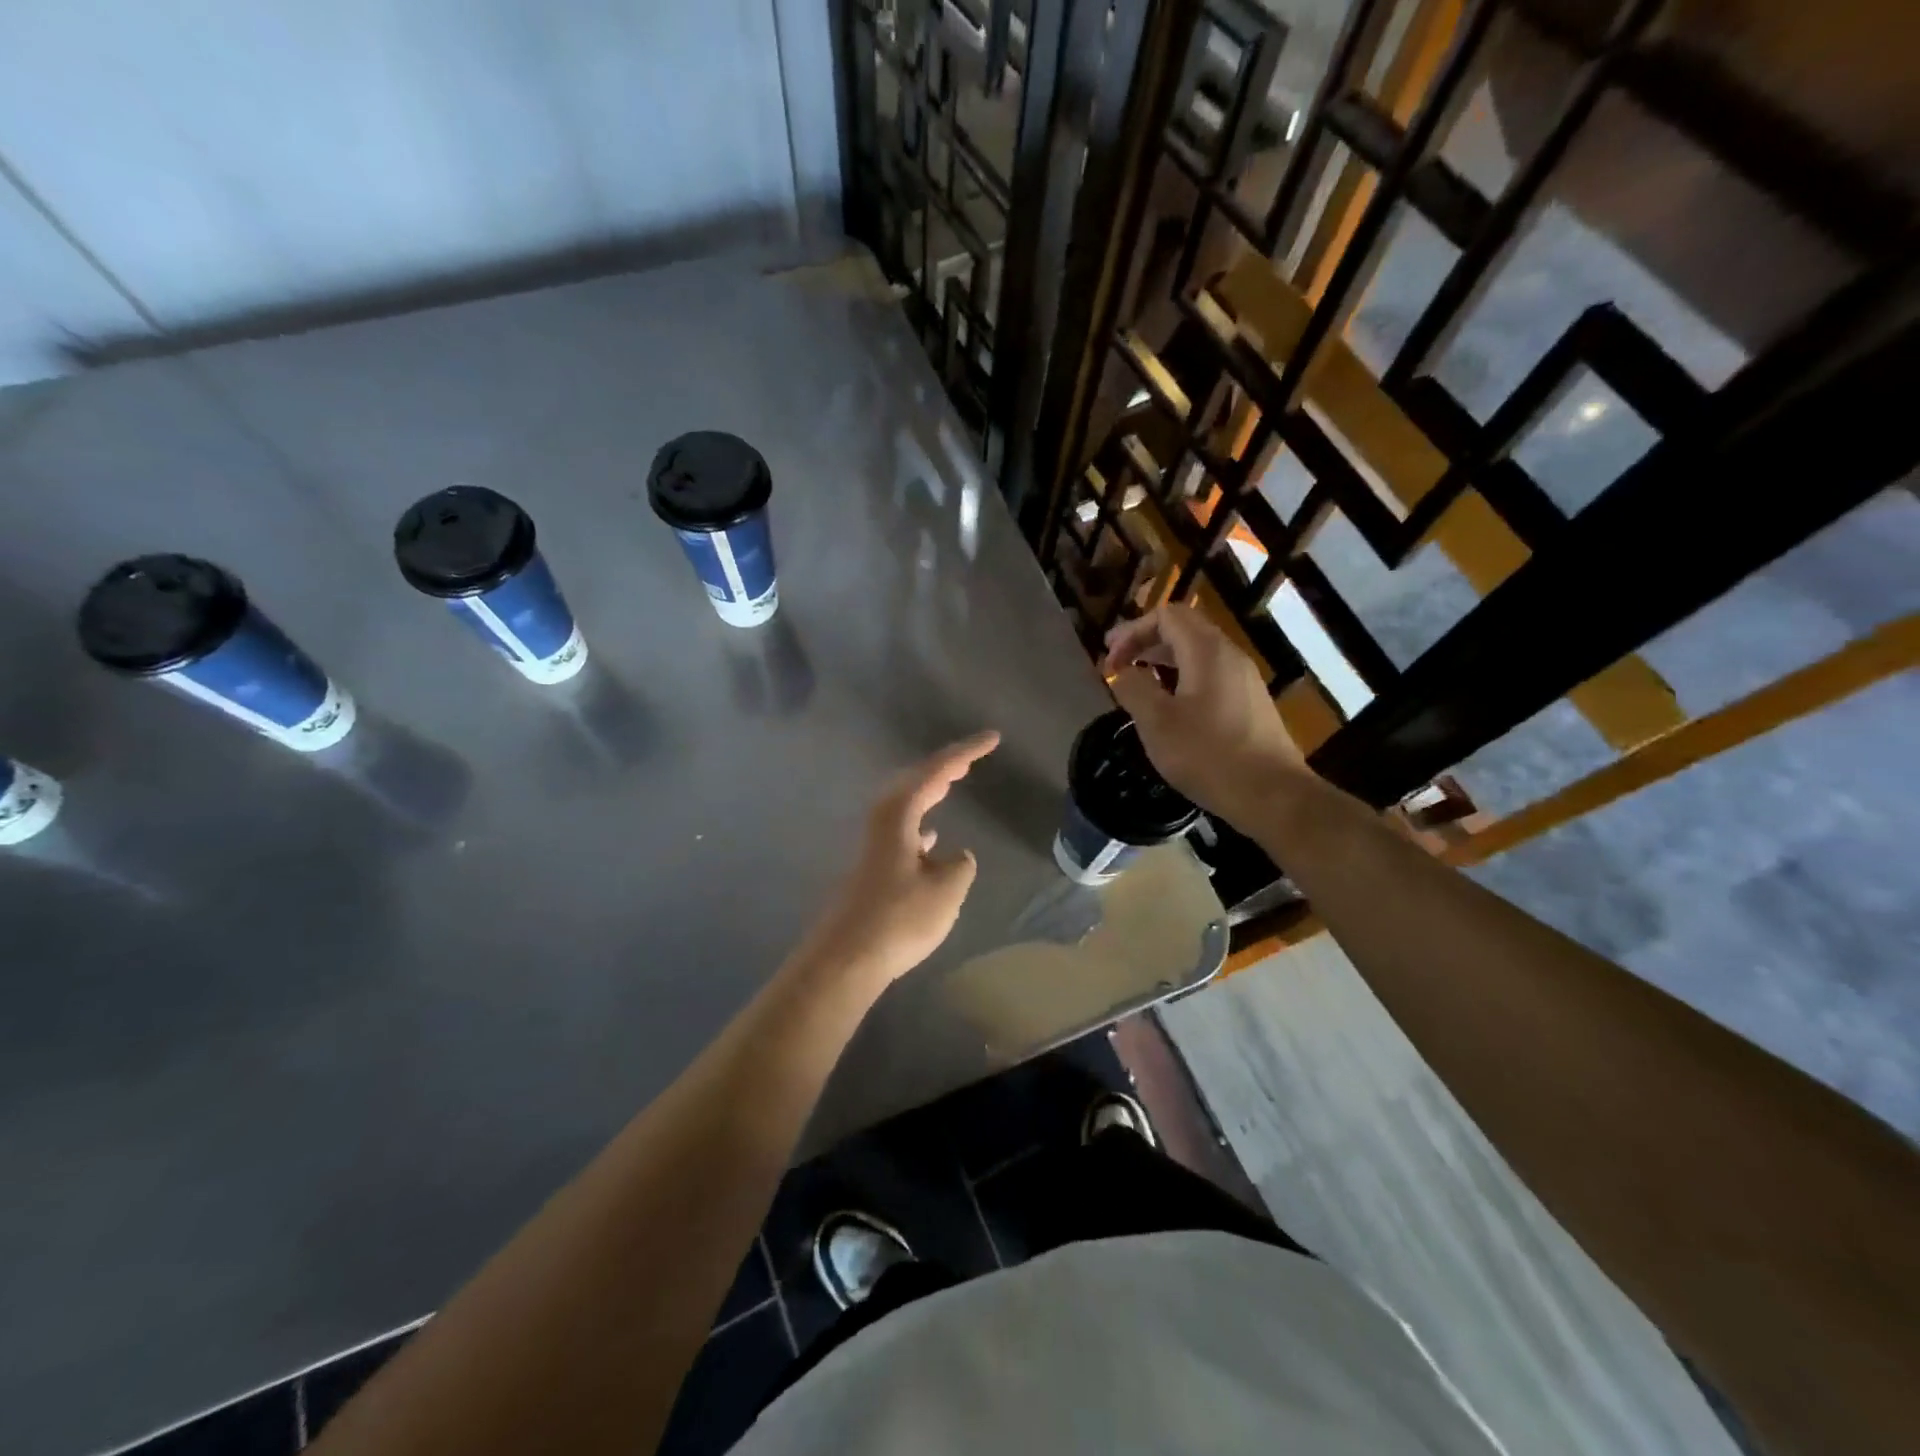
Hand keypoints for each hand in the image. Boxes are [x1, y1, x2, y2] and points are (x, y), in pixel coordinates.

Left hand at [801, 731, 999, 990]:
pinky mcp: (873, 868)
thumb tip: (956, 856)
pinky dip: (921, 822)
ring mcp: (875, 845)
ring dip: (931, 791)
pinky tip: (932, 838)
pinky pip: (903, 830)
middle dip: (946, 765)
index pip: (936, 771)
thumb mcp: (946, 890)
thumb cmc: (899, 918)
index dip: (966, 752)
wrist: (846, 958)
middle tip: (974, 755)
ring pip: (907, 805)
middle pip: (916, 781)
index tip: (993, 738)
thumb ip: (959, 867)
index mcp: (899, 815)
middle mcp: (883, 821)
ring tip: (953, 781)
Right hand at [1101, 605, 1299, 817]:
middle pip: (1183, 629)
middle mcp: (1229, 655)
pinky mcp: (1250, 702)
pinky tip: (1170, 705)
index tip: (1109, 659)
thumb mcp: (1156, 723)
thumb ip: (1133, 688)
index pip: (1166, 616)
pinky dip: (1182, 677)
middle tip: (1116, 662)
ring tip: (1138, 681)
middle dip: (1145, 640)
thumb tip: (1122, 671)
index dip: (1132, 631)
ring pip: (1198, 652)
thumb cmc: (1208, 755)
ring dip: (1163, 659)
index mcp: (1206, 651)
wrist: (1272, 795)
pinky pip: (1210, 674)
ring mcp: (1244, 679)